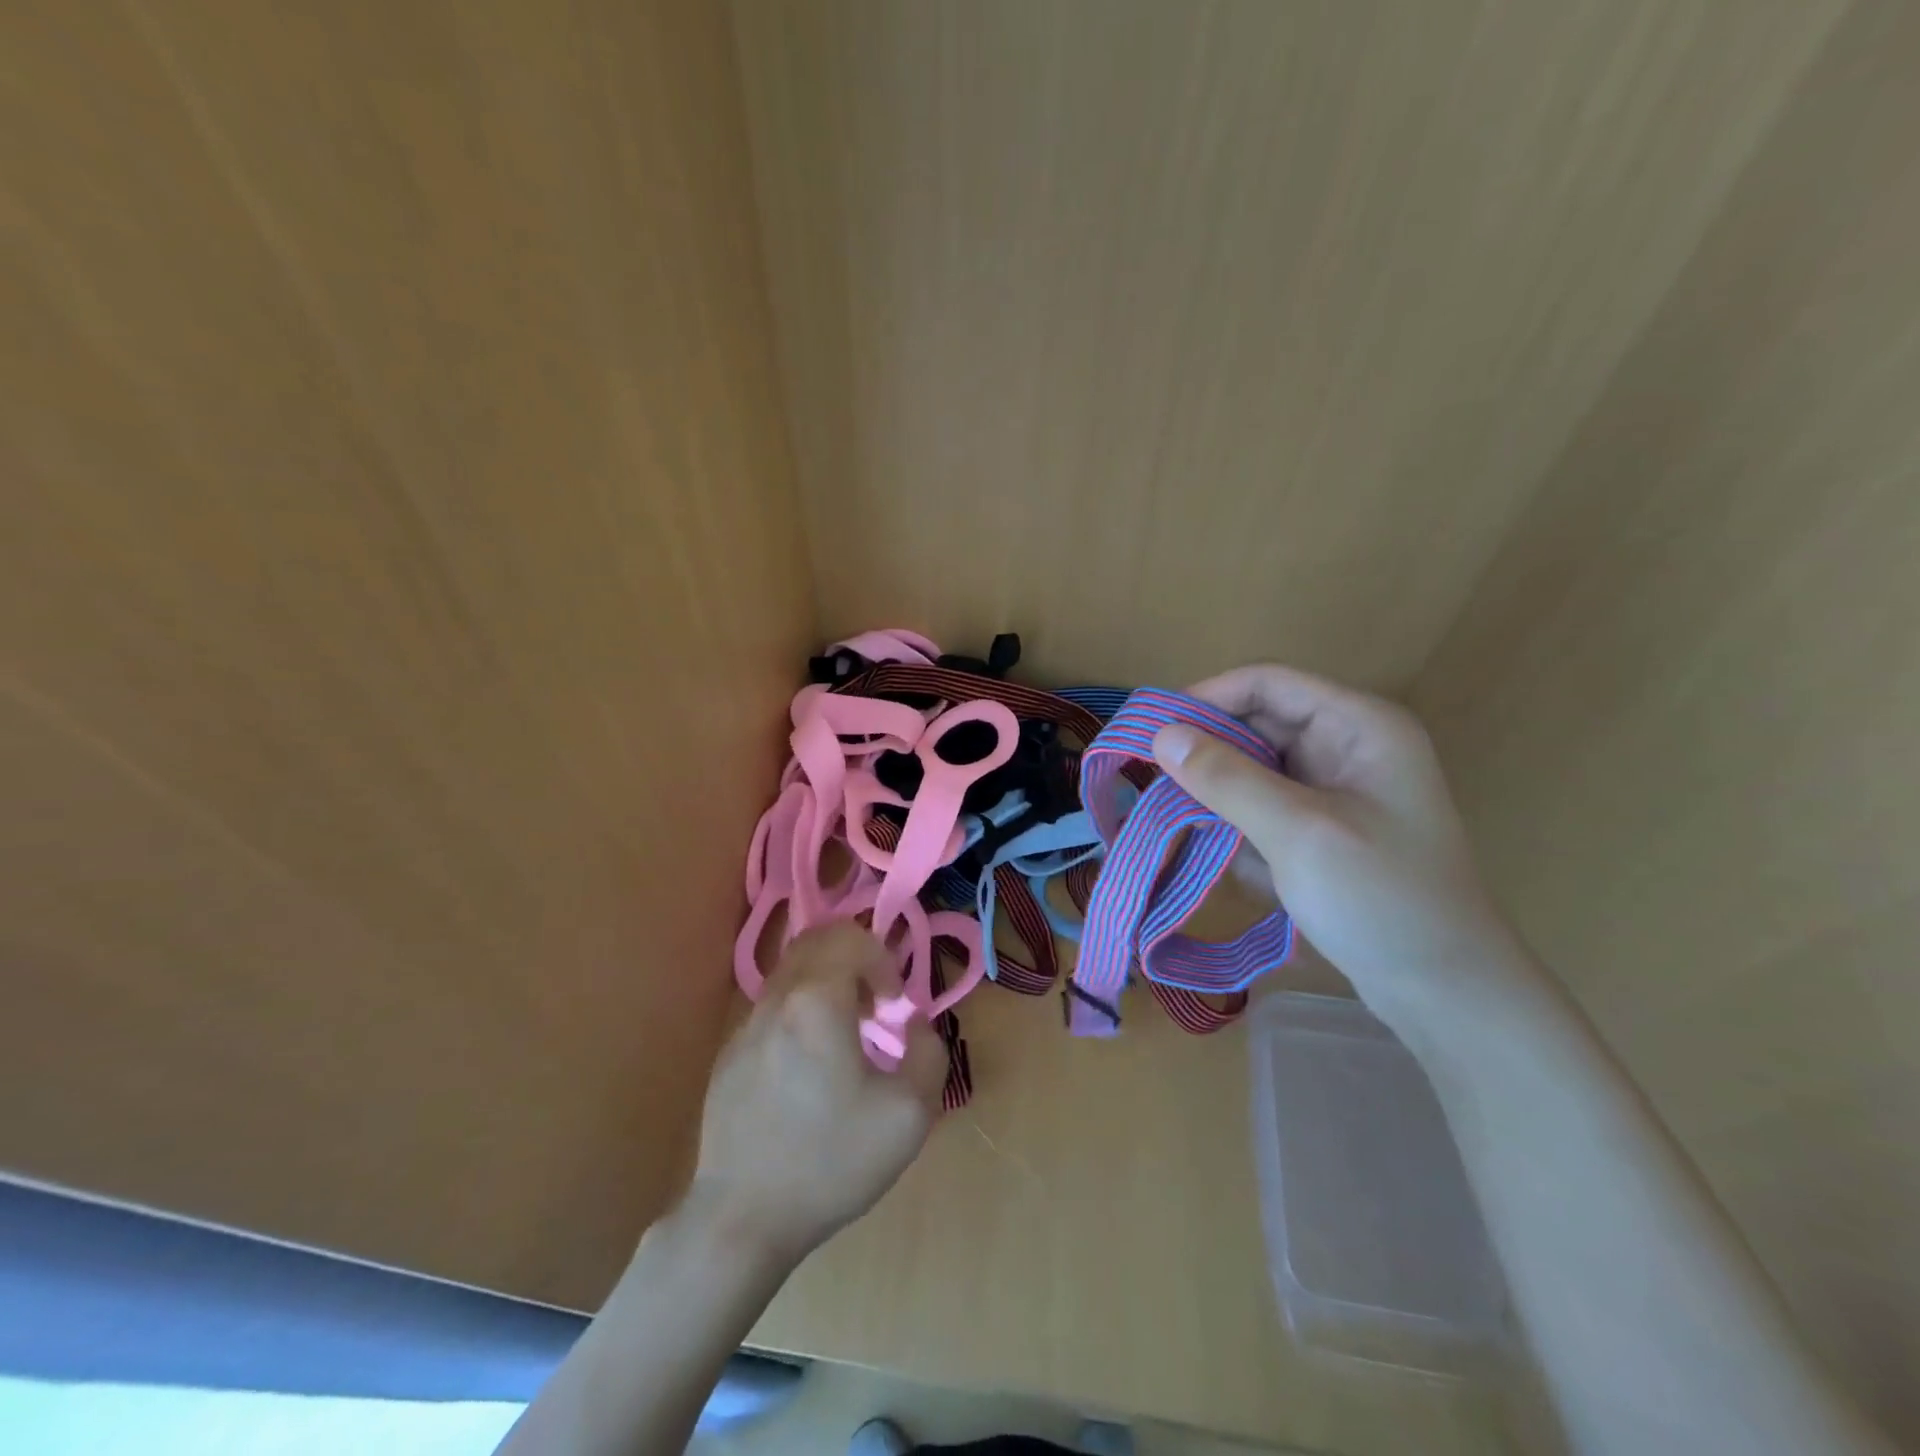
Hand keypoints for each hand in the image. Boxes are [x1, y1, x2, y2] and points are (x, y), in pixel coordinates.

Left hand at [691, 924, 944, 1267]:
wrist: (741, 1218)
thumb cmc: (831, 1162)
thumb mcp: (910, 1114)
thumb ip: (928, 1052)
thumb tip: (912, 1024)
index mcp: (817, 1001)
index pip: (853, 939)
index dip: (884, 962)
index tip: (895, 1006)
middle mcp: (777, 999)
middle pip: (817, 941)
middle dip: (854, 959)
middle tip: (873, 1005)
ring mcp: (746, 1026)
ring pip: (791, 972)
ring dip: (826, 984)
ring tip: (846, 1035)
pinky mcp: (730, 1054)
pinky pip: (773, 1008)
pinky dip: (801, 1012)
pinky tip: (810, 1068)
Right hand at [1152, 663, 1521, 1007]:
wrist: (1445, 992)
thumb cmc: (1381, 900)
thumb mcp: (1298, 833)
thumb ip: (1227, 779)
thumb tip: (1161, 736)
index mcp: (1358, 725)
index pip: (1267, 683)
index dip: (1207, 699)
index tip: (1155, 734)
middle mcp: (1347, 745)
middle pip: (1257, 725)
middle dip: (1210, 756)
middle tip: (1158, 789)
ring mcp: (1336, 788)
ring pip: (1253, 768)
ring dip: (1221, 798)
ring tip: (1197, 834)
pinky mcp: (1324, 826)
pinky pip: (1263, 806)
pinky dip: (1241, 827)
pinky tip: (1244, 867)